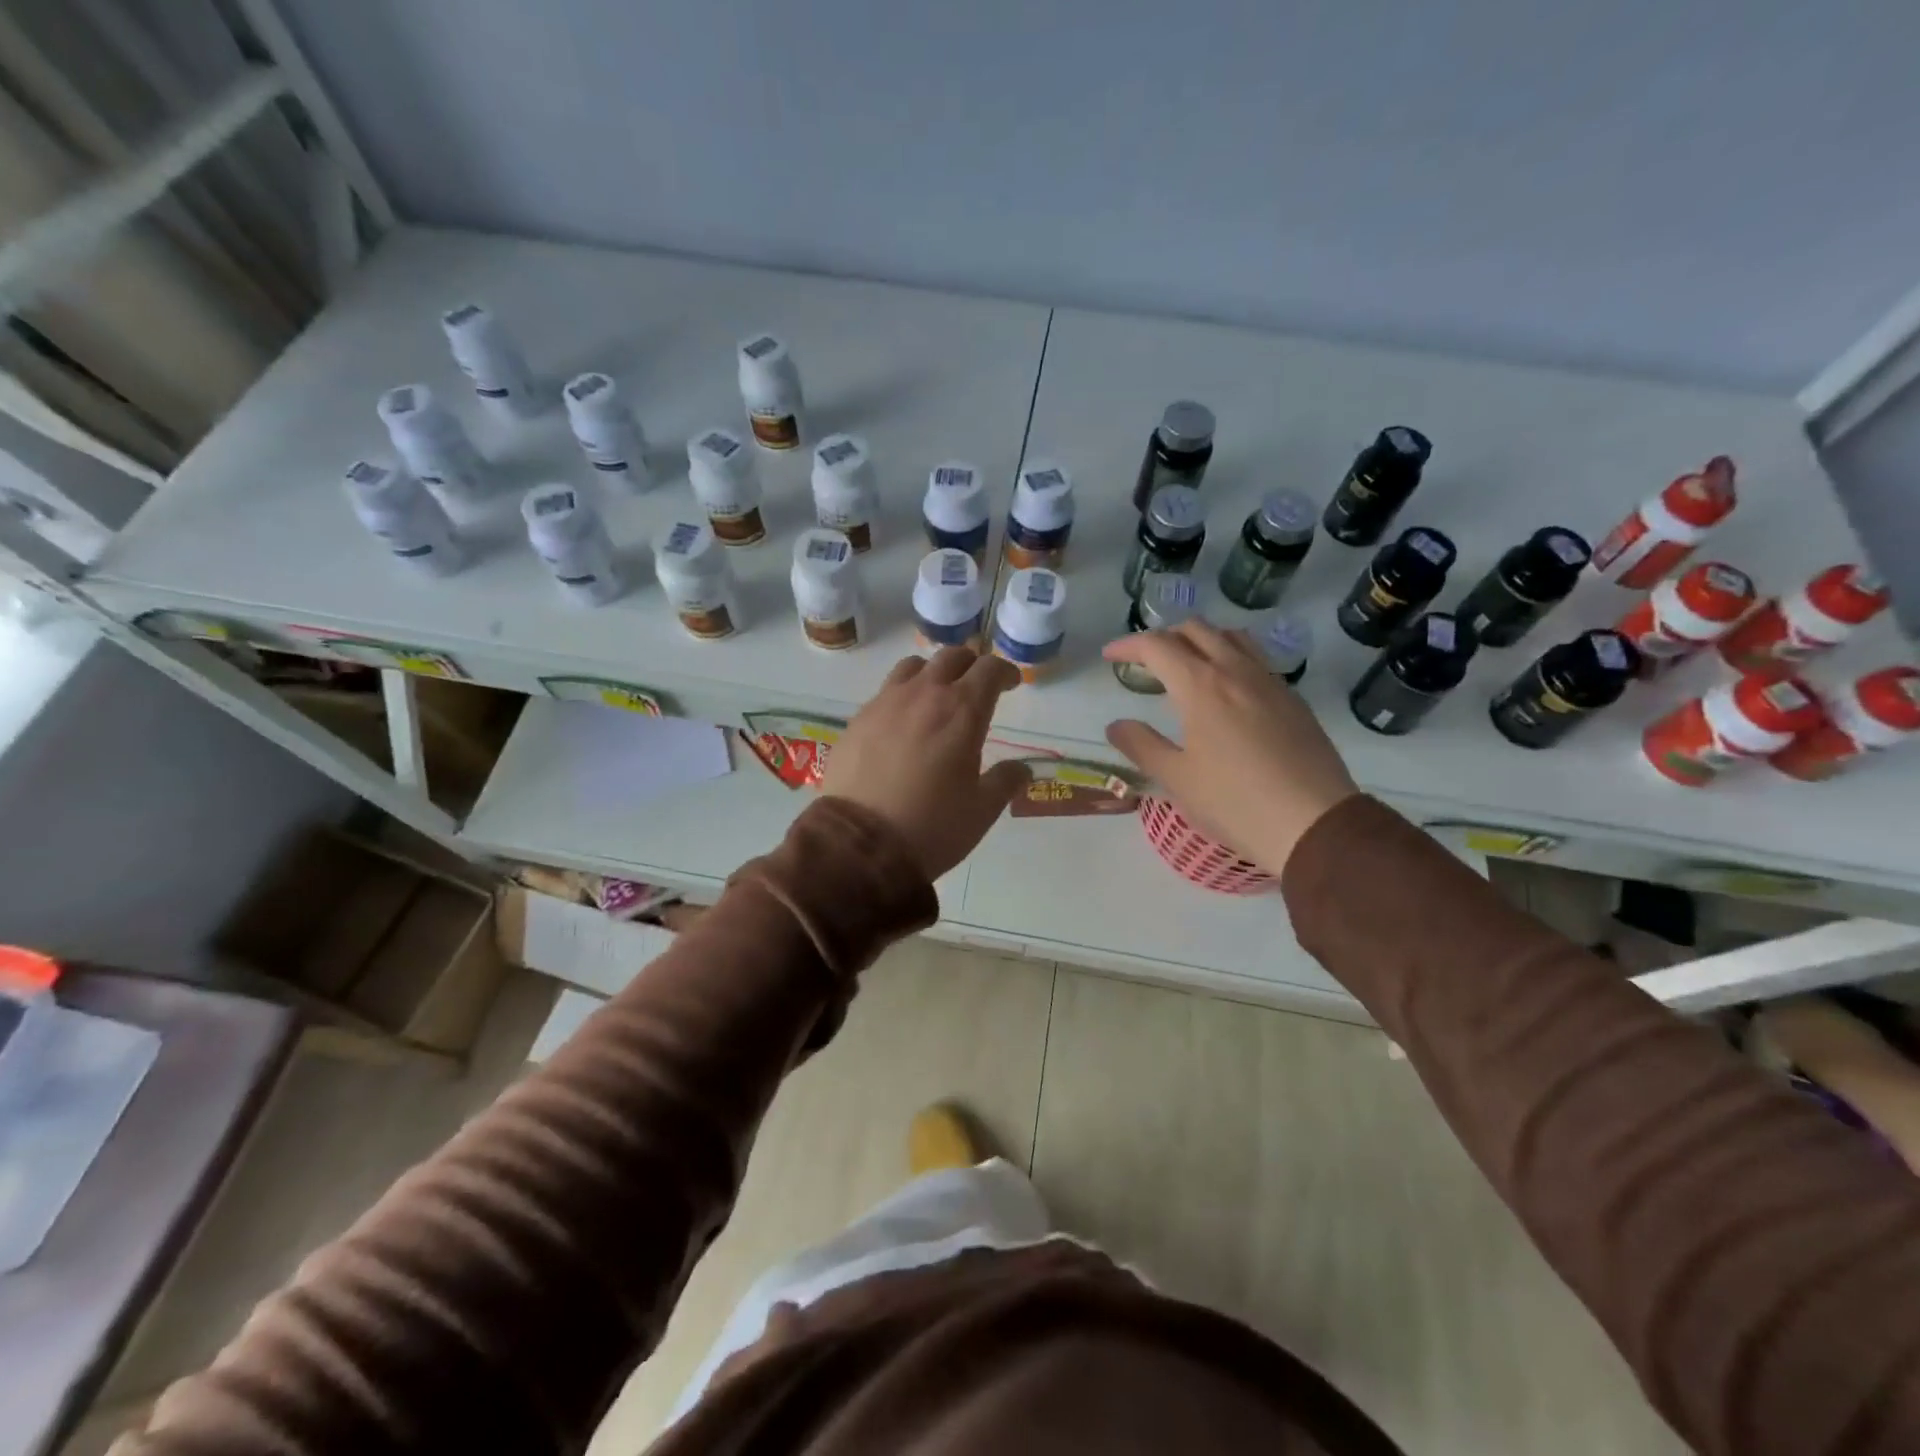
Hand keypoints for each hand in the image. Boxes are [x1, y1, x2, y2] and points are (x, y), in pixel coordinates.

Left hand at [823, 647, 1032, 880]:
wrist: (860, 844)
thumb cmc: (932, 826)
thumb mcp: (982, 810)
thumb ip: (1005, 781)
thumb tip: (1022, 768)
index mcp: (962, 710)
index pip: (989, 669)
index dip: (1005, 672)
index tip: (1011, 684)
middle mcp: (924, 695)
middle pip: (951, 657)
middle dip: (970, 665)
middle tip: (977, 685)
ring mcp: (885, 703)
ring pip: (914, 667)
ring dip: (933, 673)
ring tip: (936, 696)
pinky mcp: (857, 719)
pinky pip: (885, 691)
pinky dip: (902, 696)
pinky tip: (902, 722)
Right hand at [1102, 621, 1357, 874]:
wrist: (1313, 822)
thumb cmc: (1235, 802)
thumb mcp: (1176, 779)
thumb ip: (1141, 745)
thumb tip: (1116, 725)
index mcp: (1201, 686)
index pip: (1157, 646)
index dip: (1128, 645)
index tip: (1110, 656)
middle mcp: (1235, 671)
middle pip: (1195, 630)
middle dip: (1163, 637)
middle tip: (1145, 661)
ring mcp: (1269, 681)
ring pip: (1231, 636)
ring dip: (1200, 639)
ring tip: (1186, 664)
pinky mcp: (1292, 698)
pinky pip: (1255, 658)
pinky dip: (1230, 655)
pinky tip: (1226, 687)